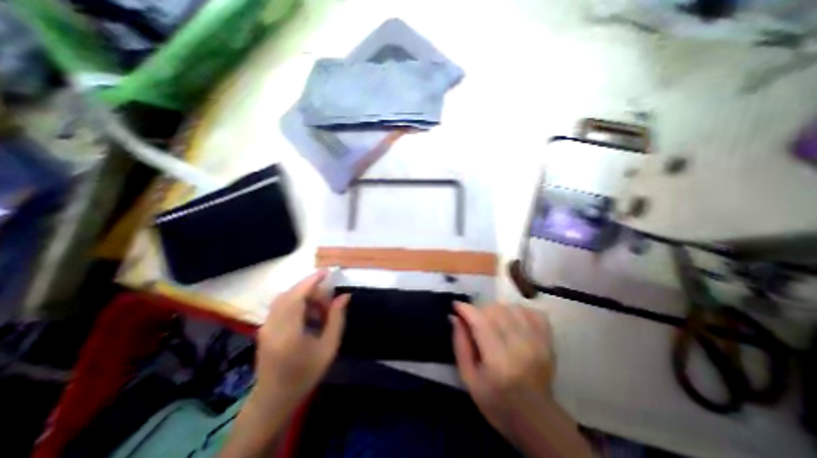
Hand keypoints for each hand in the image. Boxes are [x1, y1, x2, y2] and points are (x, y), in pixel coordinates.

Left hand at [254, 271, 346, 406]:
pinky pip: (281, 306)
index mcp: (288, 331)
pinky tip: (308, 316)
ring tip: (320, 310)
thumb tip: (344, 296)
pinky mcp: (265, 328)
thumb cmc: (306, 373)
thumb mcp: (328, 347)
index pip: (298, 296)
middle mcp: (273, 325)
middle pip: (291, 294)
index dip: (312, 281)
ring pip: (285, 298)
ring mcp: (266, 326)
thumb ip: (337, 319)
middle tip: (328, 301)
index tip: (327, 272)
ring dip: (304, 296)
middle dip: (311, 290)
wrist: (275, 398)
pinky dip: (296, 303)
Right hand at [453, 303, 554, 434]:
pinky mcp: (547, 341)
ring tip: (492, 321)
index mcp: (498, 360)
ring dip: (497, 309)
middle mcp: (520, 346)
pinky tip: (512, 320)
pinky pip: (532, 312)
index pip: (480, 321)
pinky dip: (519, 311)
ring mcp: (537, 342)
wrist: (535, 420)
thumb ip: (460, 344)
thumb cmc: (495, 401)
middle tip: (473, 320)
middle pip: (495, 310)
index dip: (465, 309)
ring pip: (511, 307)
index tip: (456, 306)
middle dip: (479, 310)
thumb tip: (454, 317)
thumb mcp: (468, 378)